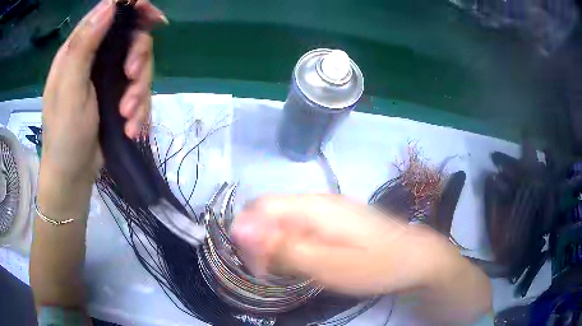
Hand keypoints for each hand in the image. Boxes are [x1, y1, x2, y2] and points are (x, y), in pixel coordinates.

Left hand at [41, 0, 165, 185]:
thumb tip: (110, 5)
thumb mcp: (69, 89)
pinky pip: (140, 91)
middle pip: (131, 38)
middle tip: (131, 77)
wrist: (73, 175)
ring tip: (128, 116)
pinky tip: (131, 127)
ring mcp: (108, 78)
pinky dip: (140, 108)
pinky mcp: (118, 96)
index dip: (132, 7)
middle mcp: (96, 58)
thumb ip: (83, 45)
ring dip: (139, 89)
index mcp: (79, 50)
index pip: (108, 13)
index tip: (152, 16)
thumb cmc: (64, 134)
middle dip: (138, 56)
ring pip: (140, 65)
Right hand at [231, 194, 444, 295]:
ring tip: (290, 271)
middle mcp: (317, 202)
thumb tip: (239, 229)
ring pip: (285, 222)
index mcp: (313, 207)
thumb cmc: (376, 265)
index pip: (260, 207)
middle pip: (270, 213)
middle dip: (261, 242)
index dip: (248, 235)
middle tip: (272, 273)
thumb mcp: (327, 265)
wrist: (417, 258)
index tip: (256, 267)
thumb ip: (282, 248)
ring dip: (277, 246)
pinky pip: (302, 228)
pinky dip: (294, 246)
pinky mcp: (336, 221)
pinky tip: (307, 262)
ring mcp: (328, 210)